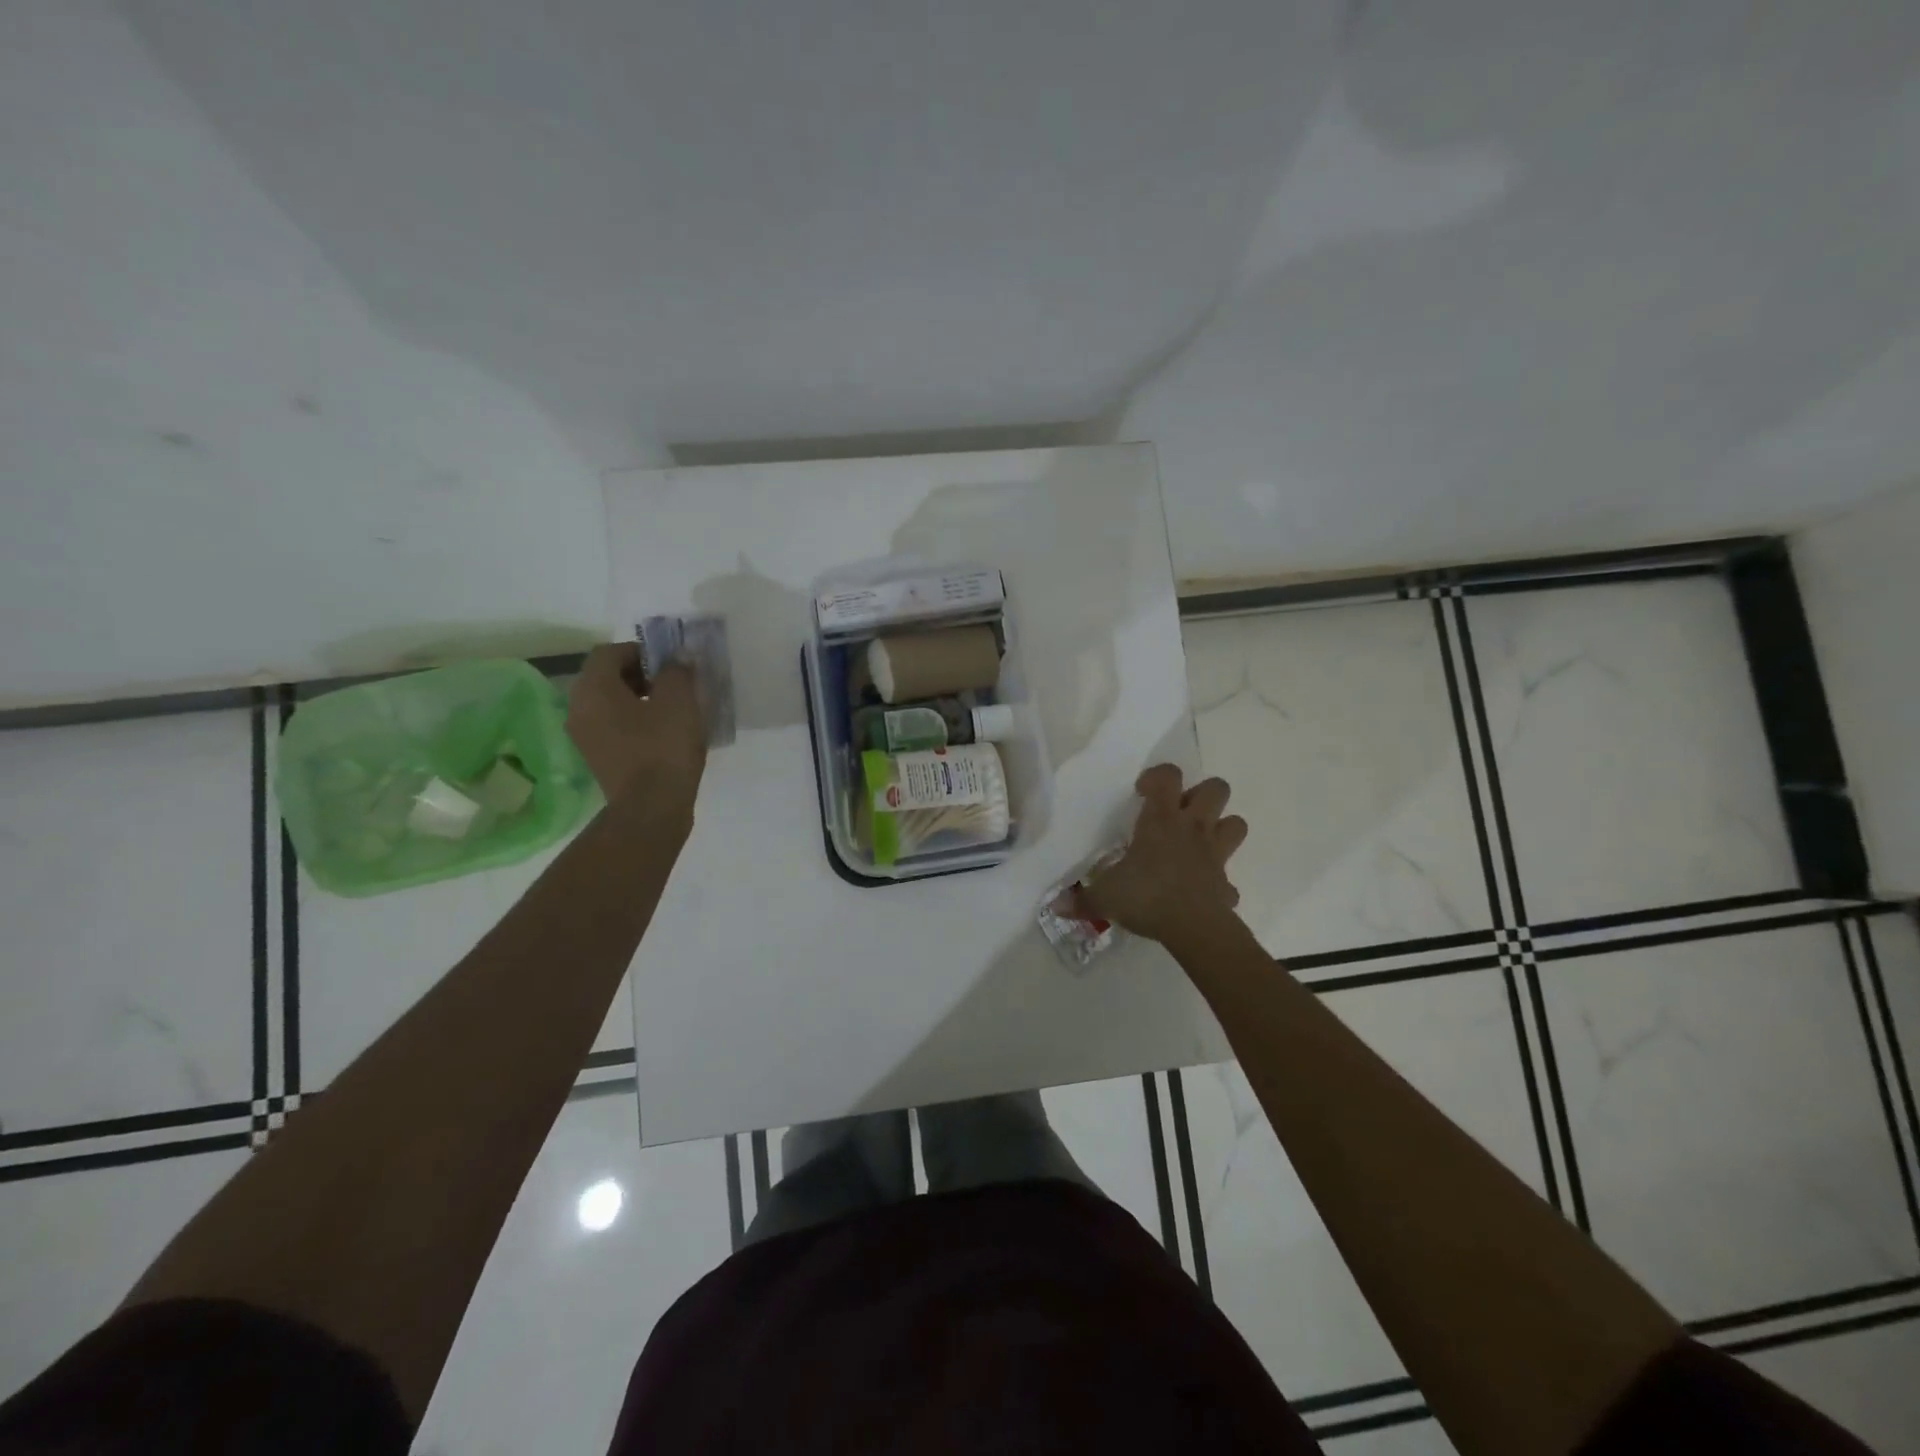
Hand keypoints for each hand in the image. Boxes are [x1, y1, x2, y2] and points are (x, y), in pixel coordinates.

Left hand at [566, 643, 707, 812]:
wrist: (651, 809)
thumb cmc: (663, 748)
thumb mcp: (679, 701)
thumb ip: (677, 671)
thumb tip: (678, 658)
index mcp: (593, 688)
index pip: (610, 652)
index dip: (642, 651)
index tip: (671, 664)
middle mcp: (578, 708)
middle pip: (606, 677)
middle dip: (640, 675)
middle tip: (674, 684)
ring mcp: (584, 736)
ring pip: (610, 703)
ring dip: (638, 699)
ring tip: (672, 709)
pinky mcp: (597, 758)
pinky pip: (614, 726)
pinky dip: (635, 722)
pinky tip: (663, 734)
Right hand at [1078, 764, 1247, 947]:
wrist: (1194, 928)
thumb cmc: (1146, 896)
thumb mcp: (1105, 896)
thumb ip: (1081, 899)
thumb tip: (1056, 905)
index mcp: (1161, 820)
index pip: (1167, 776)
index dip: (1157, 776)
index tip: (1142, 792)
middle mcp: (1193, 828)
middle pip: (1216, 789)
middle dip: (1202, 794)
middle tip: (1179, 813)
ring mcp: (1215, 854)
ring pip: (1236, 824)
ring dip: (1221, 828)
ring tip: (1197, 843)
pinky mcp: (1227, 884)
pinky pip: (1229, 878)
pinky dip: (1218, 882)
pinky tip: (1202, 891)